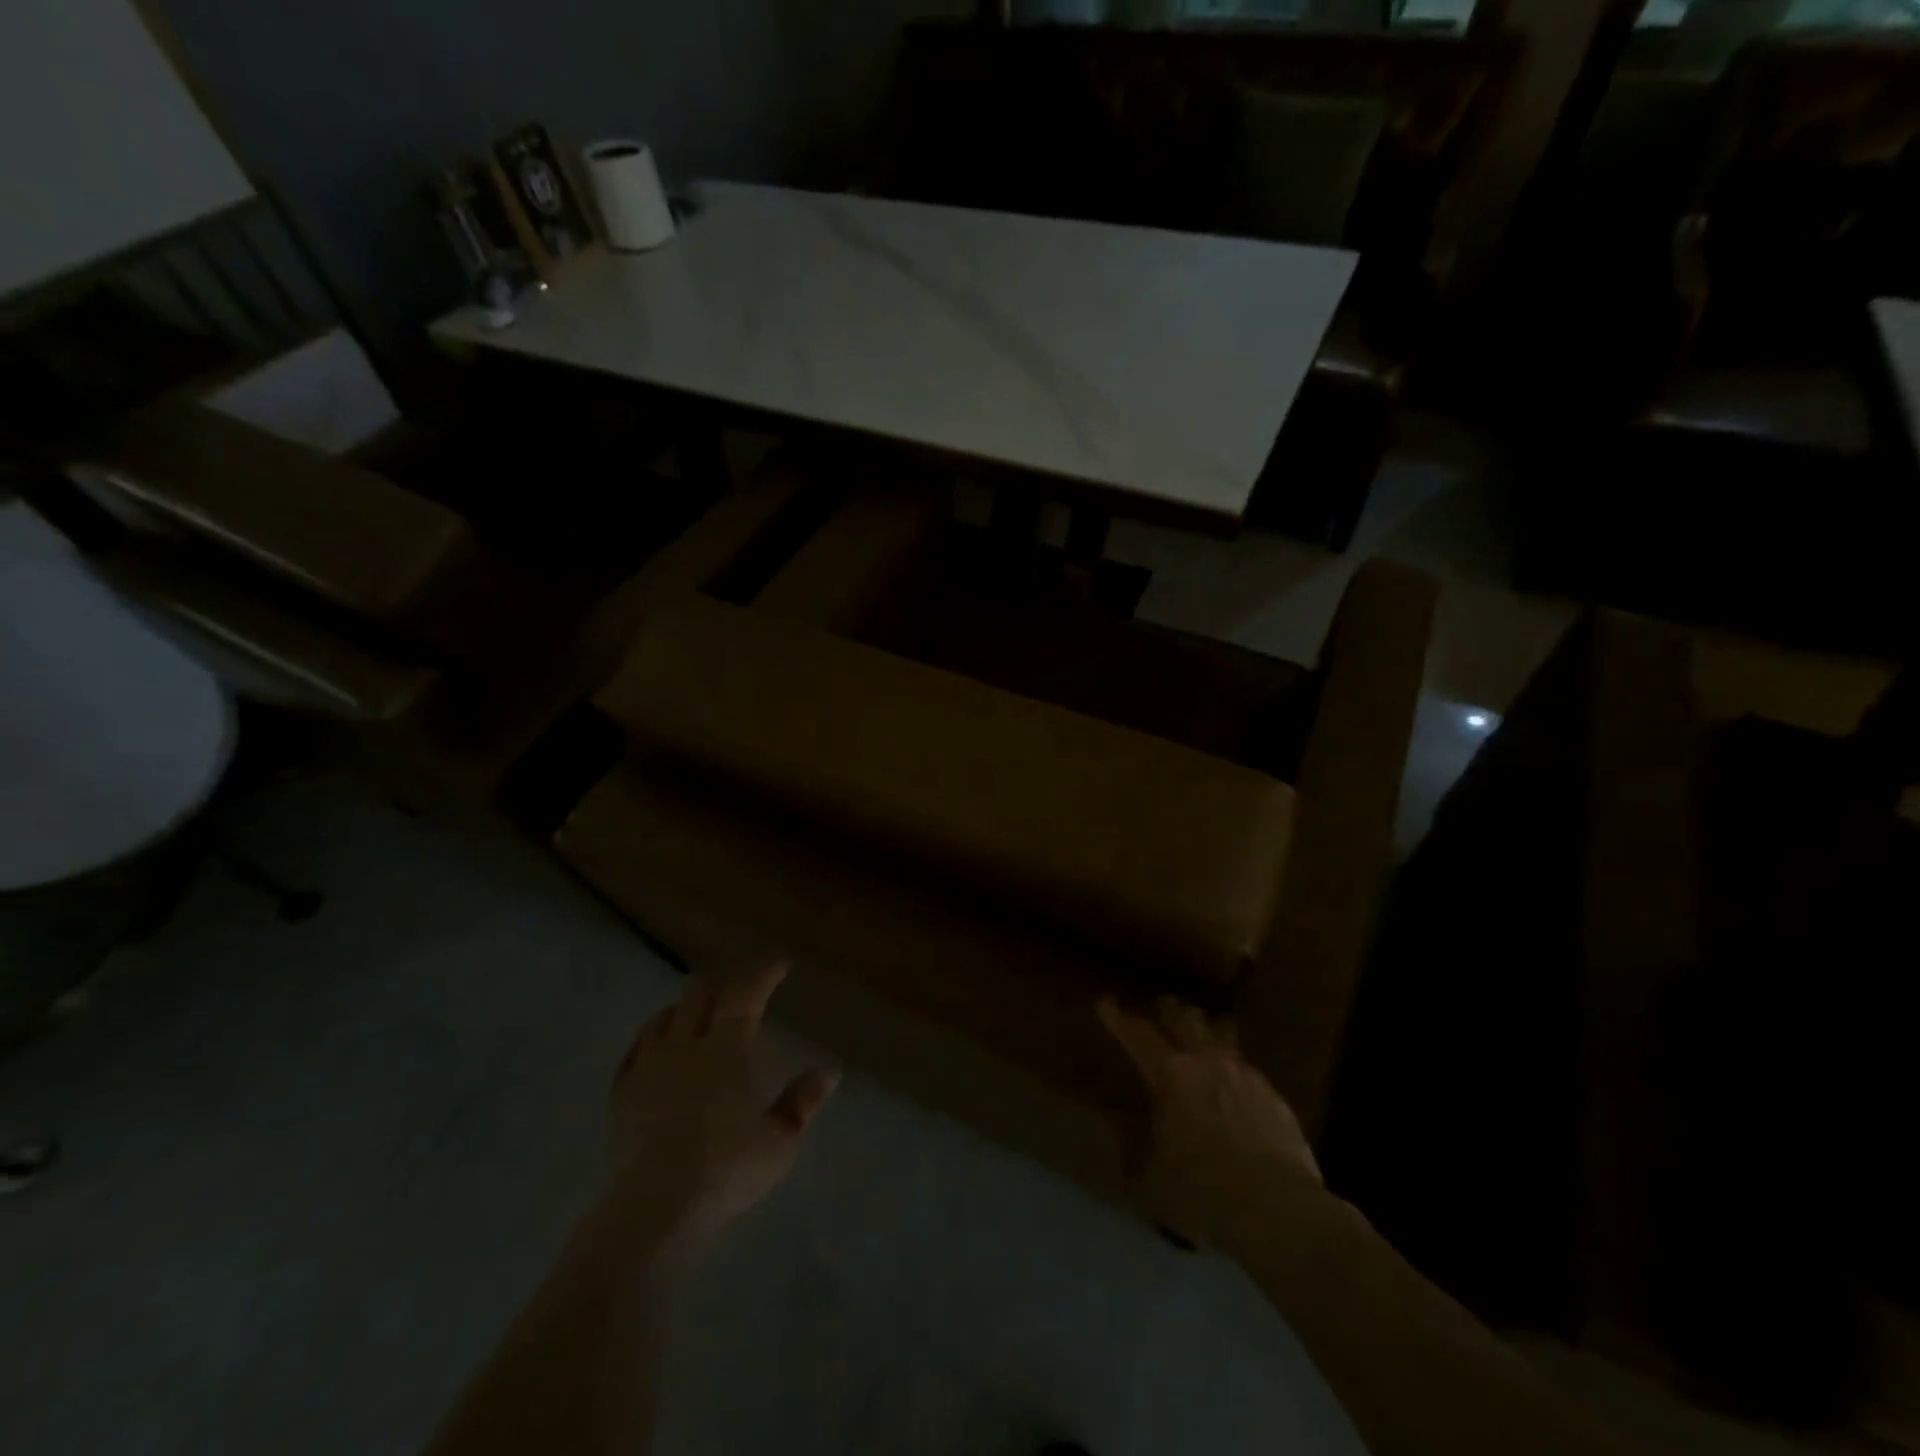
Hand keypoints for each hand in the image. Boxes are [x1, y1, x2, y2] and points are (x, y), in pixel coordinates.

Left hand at [601, 960, 836, 1259]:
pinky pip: (637, 1049)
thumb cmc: (727, 1168)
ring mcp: (650, 1066)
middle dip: (724, 981)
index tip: (779, 963)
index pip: (746, 991)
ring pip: (665, 1016)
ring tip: (699, 1010)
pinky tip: (659, 1045)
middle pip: (701, 993)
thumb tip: (829, 1073)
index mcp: (728, 1046)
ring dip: (687, 1006)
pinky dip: (654, 1035)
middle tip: (741, 984)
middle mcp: (687, 1044)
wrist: (654, 1210)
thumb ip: (803, 1102)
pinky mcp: (623, 1094)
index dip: (763, 971)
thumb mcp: (780, 1140)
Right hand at [1099, 996, 1323, 1256]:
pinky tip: (1234, 1084)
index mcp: (1169, 1074)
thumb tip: (1114, 1132)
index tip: (1105, 1002)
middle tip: (1160, 1007)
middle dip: (1168, 1009)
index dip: (1118, 1017)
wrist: (1279, 1212)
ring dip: (1206, 1027)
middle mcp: (1206, 1061)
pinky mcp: (1274, 1095)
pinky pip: (1247, 1067)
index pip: (1137, 1034)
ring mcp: (1244, 1074)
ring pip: (1221, 1032)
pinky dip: (1233, 1067)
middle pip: (1184, 1017)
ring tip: (1200, 1029)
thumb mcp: (1148, 1181)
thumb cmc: (1202, 1192)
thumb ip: (1128, 1151)